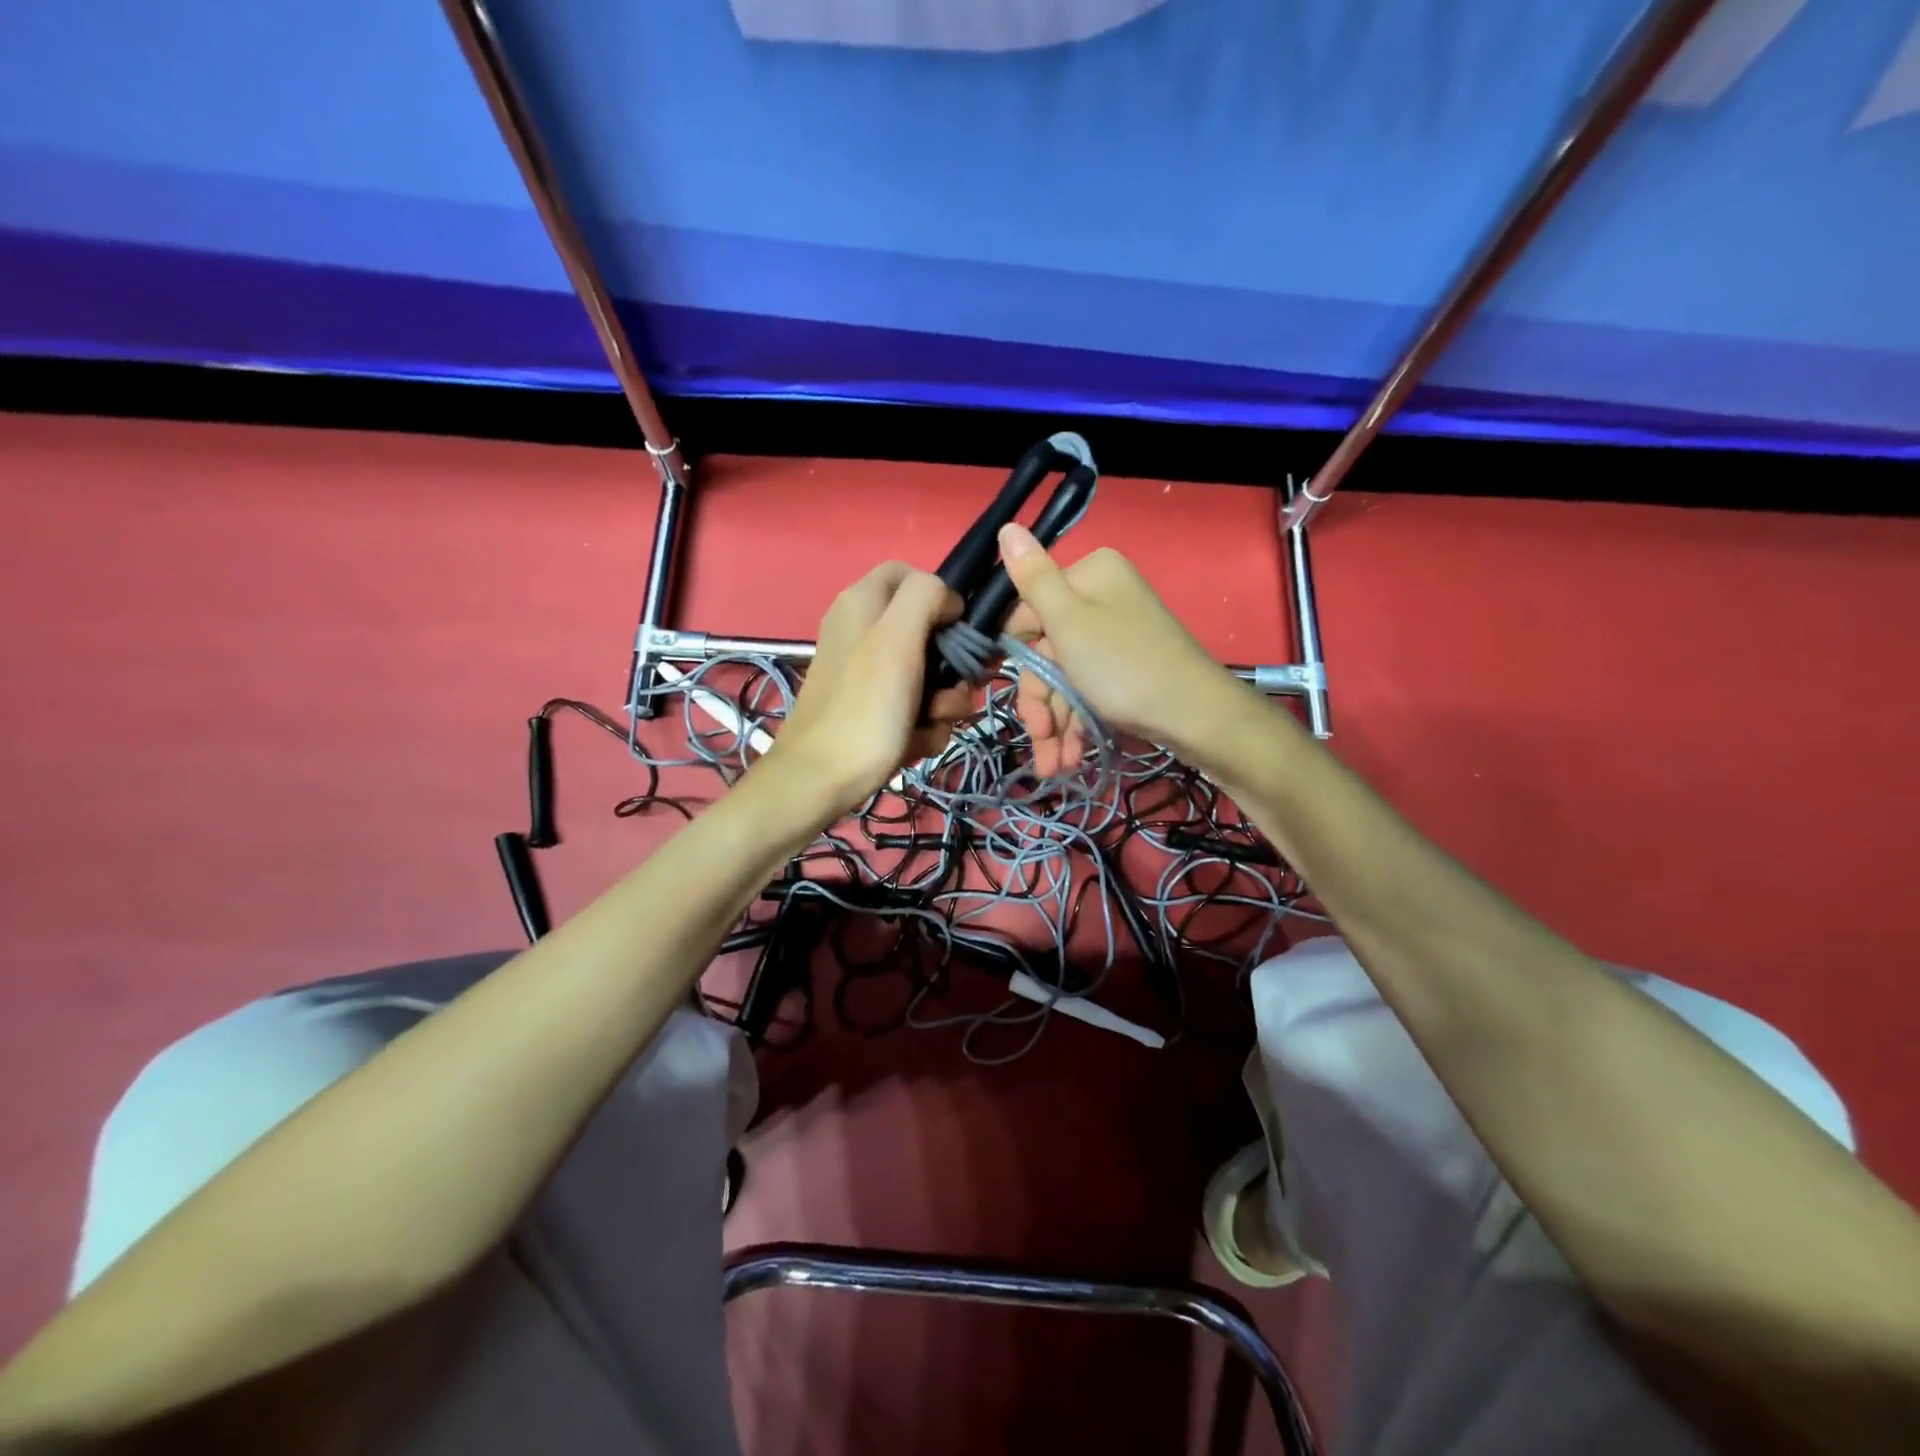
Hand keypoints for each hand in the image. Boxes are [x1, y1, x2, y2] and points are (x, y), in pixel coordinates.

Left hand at [759, 561, 972, 819]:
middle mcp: (865, 631)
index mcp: (863, 602)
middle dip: (952, 666)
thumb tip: (948, 598)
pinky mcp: (874, 709)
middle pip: (931, 631)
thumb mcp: (896, 639)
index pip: (913, 575)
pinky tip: (913, 743)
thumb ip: (925, 597)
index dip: (943, 599)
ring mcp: (870, 674)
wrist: (820, 781)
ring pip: (931, 675)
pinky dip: (923, 726)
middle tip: (950, 691)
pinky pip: (916, 707)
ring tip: (928, 724)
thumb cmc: (863, 708)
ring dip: (943, 703)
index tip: (957, 632)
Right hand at [999, 523, 1240, 773]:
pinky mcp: (1126, 670)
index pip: (1028, 612)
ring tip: (1055, 767)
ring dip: (1055, 725)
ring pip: (1065, 680)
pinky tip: (1071, 758)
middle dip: (1040, 704)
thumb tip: (1006, 526)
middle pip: (1047, 652)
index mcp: (1089, 576)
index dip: (1020, 657)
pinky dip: (1077, 725)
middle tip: (1040, 740)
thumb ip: (1032, 577)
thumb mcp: (1068, 620)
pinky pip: (1087, 693)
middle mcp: (1103, 600)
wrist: (1196, 717)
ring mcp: (1116, 638)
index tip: (1015, 693)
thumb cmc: (1123, 665)